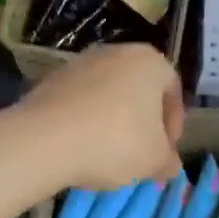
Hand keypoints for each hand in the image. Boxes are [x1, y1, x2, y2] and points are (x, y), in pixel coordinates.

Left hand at [16, 43, 182, 190]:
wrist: (45, 139)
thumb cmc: (115, 141)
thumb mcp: (154, 160)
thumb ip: (168, 161)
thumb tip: (169, 165)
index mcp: (149, 62)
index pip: (172, 90)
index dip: (174, 124)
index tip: (165, 152)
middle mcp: (116, 52)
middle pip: (138, 89)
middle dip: (142, 122)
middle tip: (140, 154)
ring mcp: (79, 63)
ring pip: (107, 95)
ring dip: (112, 121)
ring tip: (107, 154)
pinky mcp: (50, 79)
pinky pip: (79, 101)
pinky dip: (85, 120)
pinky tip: (80, 147)